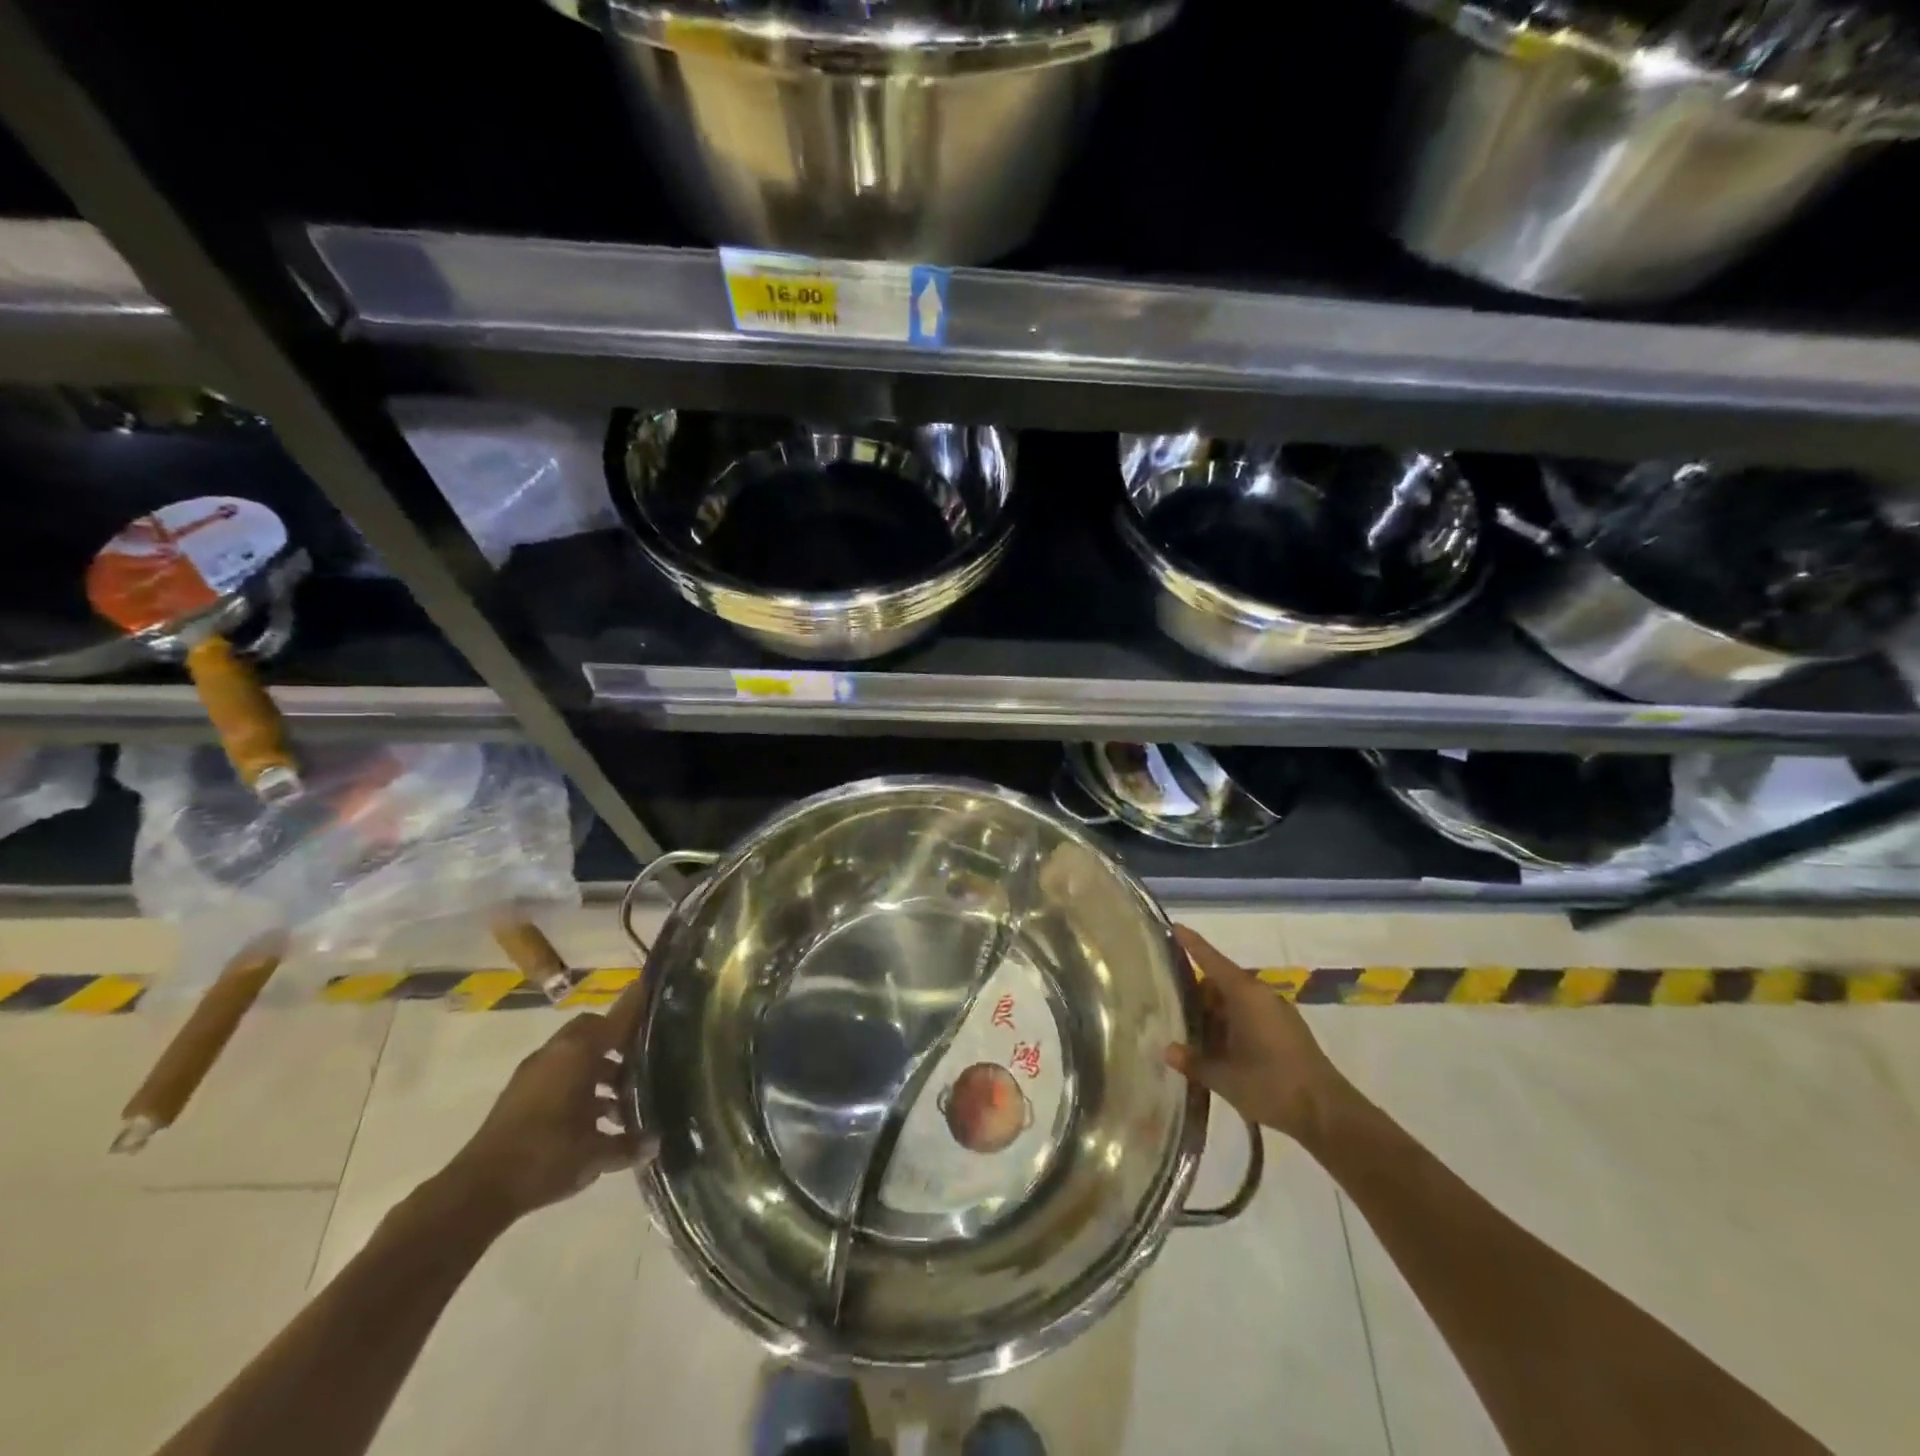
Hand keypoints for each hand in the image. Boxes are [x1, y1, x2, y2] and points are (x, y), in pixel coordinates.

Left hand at [442, 976, 651, 1223]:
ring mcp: (534, 1074)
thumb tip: (656, 1143)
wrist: (478, 1191)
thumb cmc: (546, 1157)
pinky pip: (559, 1075)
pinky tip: (595, 1121)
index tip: (655, 991)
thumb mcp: (595, 1153)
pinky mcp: (520, 1096)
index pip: (617, 1018)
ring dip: (600, 1070)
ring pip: (576, 1056)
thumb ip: (628, 1143)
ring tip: (624, 1101)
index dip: (638, 1004)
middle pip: (594, 1031)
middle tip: (644, 1058)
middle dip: (619, 1041)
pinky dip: (580, 1087)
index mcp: (578, 1053)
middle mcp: (556, 1054)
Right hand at [1166, 925, 1348, 1146]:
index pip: (1211, 959)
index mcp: (1244, 994)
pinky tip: (1218, 1047)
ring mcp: (1276, 1012)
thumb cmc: (1271, 1085)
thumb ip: (1193, 1061)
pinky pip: (1249, 1015)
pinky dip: (1230, 1023)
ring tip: (1189, 1030)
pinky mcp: (1286, 1030)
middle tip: (1170, 1003)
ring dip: (1213, 1012)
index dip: (1191, 943)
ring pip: (1234, 1001)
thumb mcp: (1223, 1077)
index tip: (1173, 926)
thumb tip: (1167, 1050)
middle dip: (1196, 991)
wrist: (1329, 1114)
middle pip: (1220, 981)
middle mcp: (1260, 995)